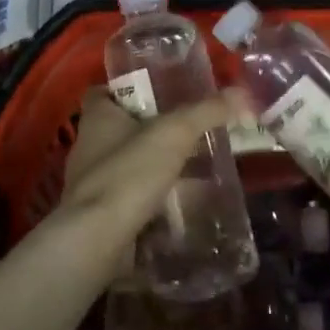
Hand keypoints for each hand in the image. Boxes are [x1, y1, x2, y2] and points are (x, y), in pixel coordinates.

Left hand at [48, 86, 244, 268]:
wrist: (97, 240)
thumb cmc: (129, 173)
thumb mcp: (175, 134)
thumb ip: (206, 112)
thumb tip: (241, 93)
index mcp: (97, 117)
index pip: (104, 91)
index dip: (128, 89)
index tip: (159, 93)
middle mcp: (88, 145)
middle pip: (120, 128)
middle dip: (151, 130)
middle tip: (187, 131)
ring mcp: (91, 183)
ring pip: (127, 165)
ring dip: (153, 166)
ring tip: (191, 167)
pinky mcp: (99, 215)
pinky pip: (129, 198)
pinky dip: (151, 199)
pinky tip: (179, 203)